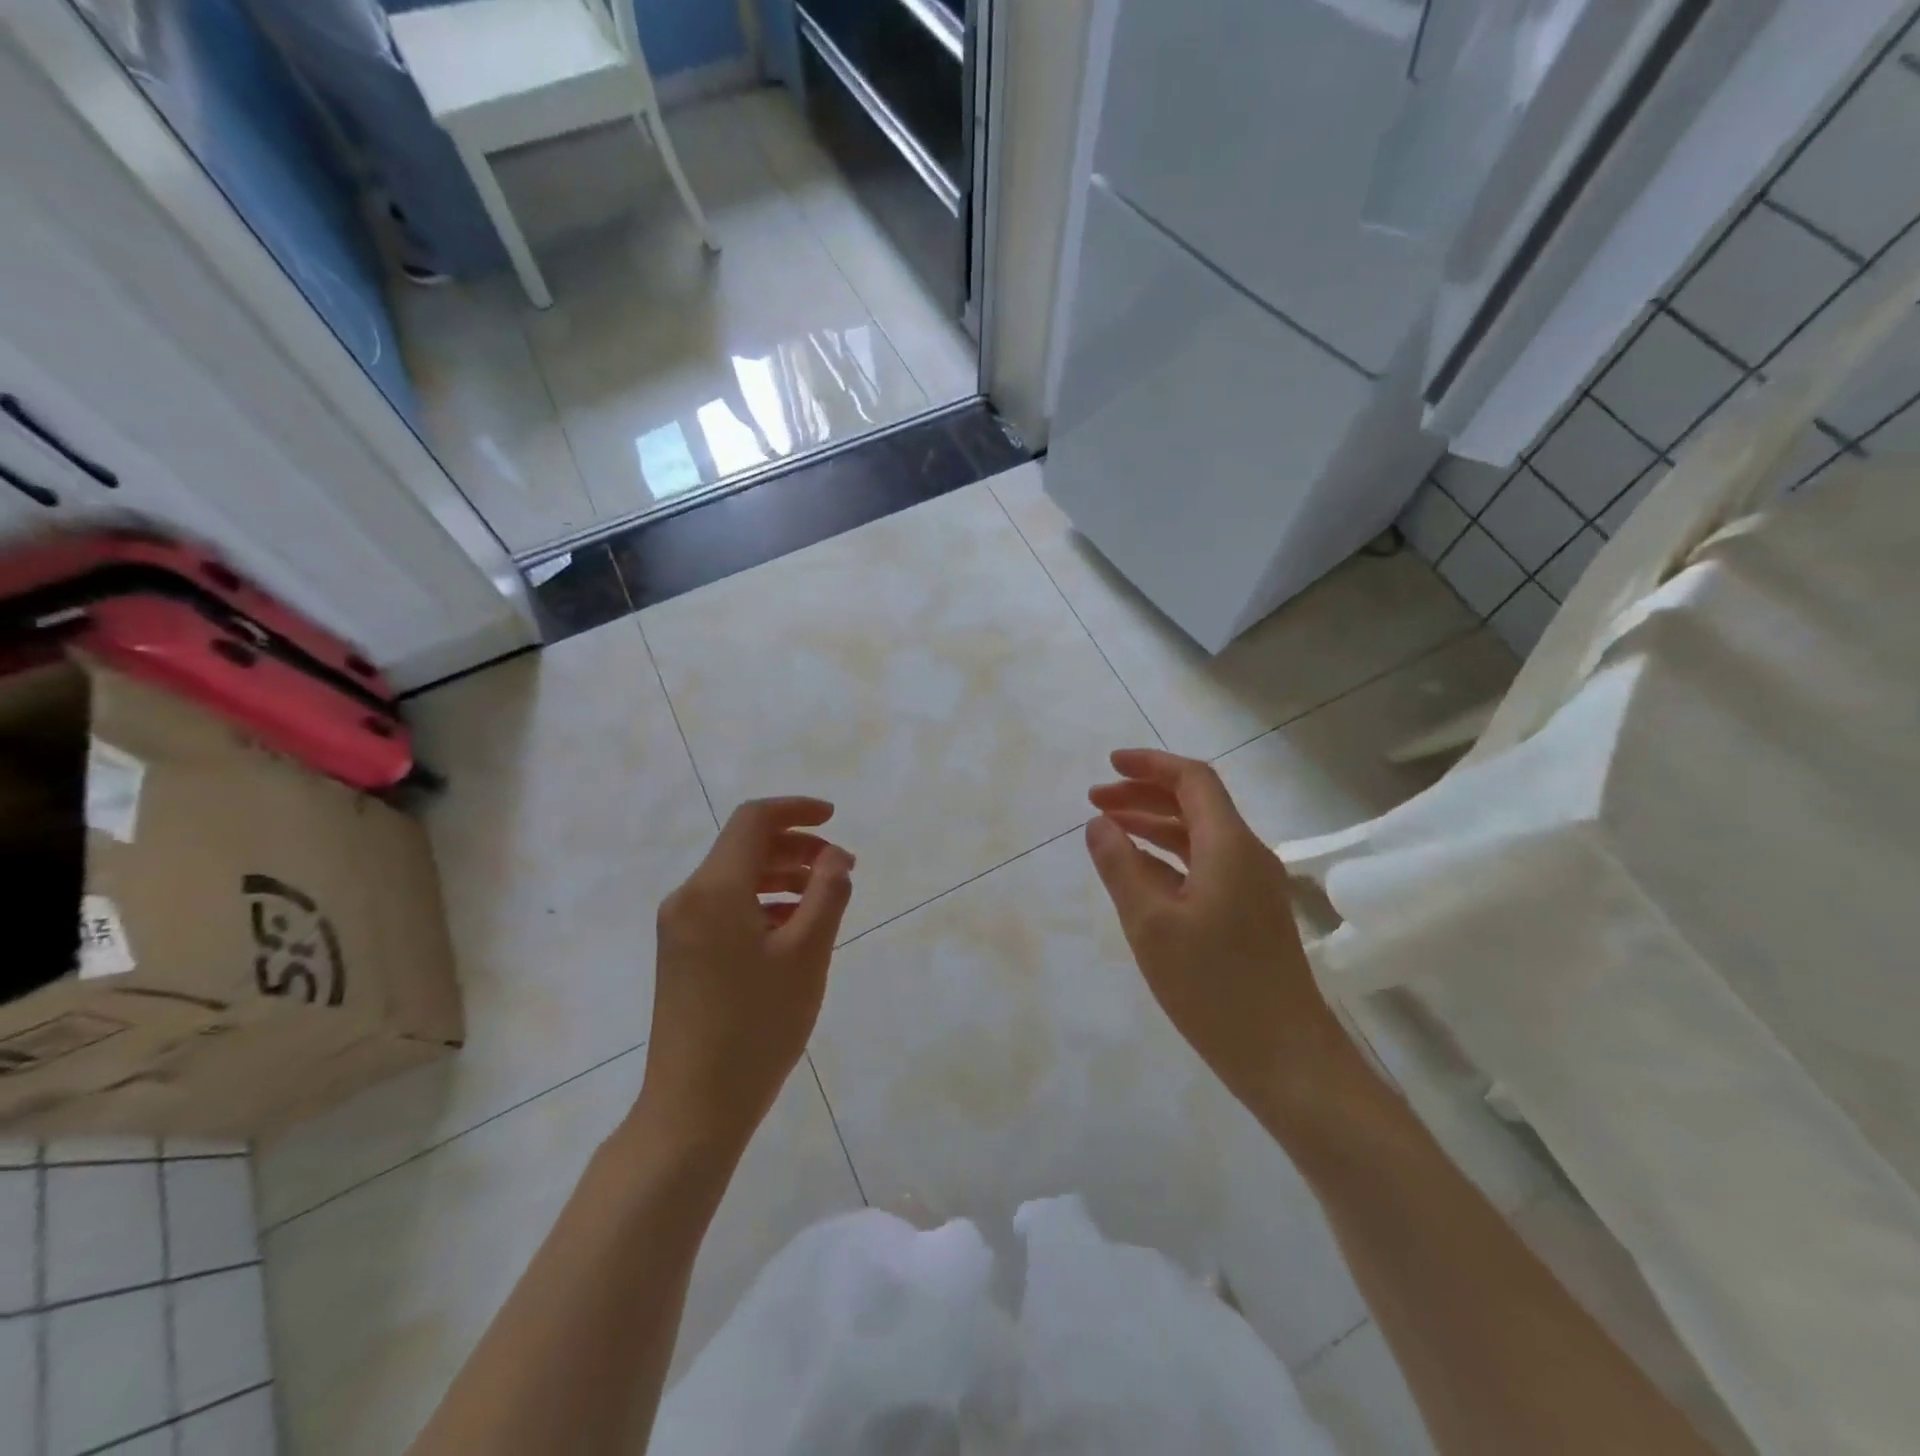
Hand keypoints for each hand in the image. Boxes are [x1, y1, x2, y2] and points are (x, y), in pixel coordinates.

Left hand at [637, 797, 854, 1160]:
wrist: (693, 1107)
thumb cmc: (757, 1026)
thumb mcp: (807, 954)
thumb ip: (827, 894)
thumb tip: (836, 856)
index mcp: (714, 889)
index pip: (753, 821)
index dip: (796, 810)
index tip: (834, 819)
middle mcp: (688, 898)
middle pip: (744, 848)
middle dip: (795, 847)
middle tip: (840, 868)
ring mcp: (680, 928)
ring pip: (735, 879)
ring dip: (781, 876)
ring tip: (824, 899)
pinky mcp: (682, 954)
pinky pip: (725, 908)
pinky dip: (762, 904)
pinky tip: (793, 930)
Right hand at [1085, 749, 1350, 1129]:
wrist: (1287, 1059)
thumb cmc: (1214, 988)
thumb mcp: (1151, 925)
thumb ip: (1120, 867)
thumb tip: (1098, 823)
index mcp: (1229, 846)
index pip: (1193, 780)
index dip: (1150, 765)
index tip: (1108, 766)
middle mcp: (1247, 855)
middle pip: (1195, 804)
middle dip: (1144, 795)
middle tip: (1096, 801)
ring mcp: (1252, 887)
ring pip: (1199, 836)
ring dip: (1155, 825)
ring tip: (1109, 830)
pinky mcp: (1251, 914)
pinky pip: (1205, 866)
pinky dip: (1169, 857)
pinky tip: (1140, 873)